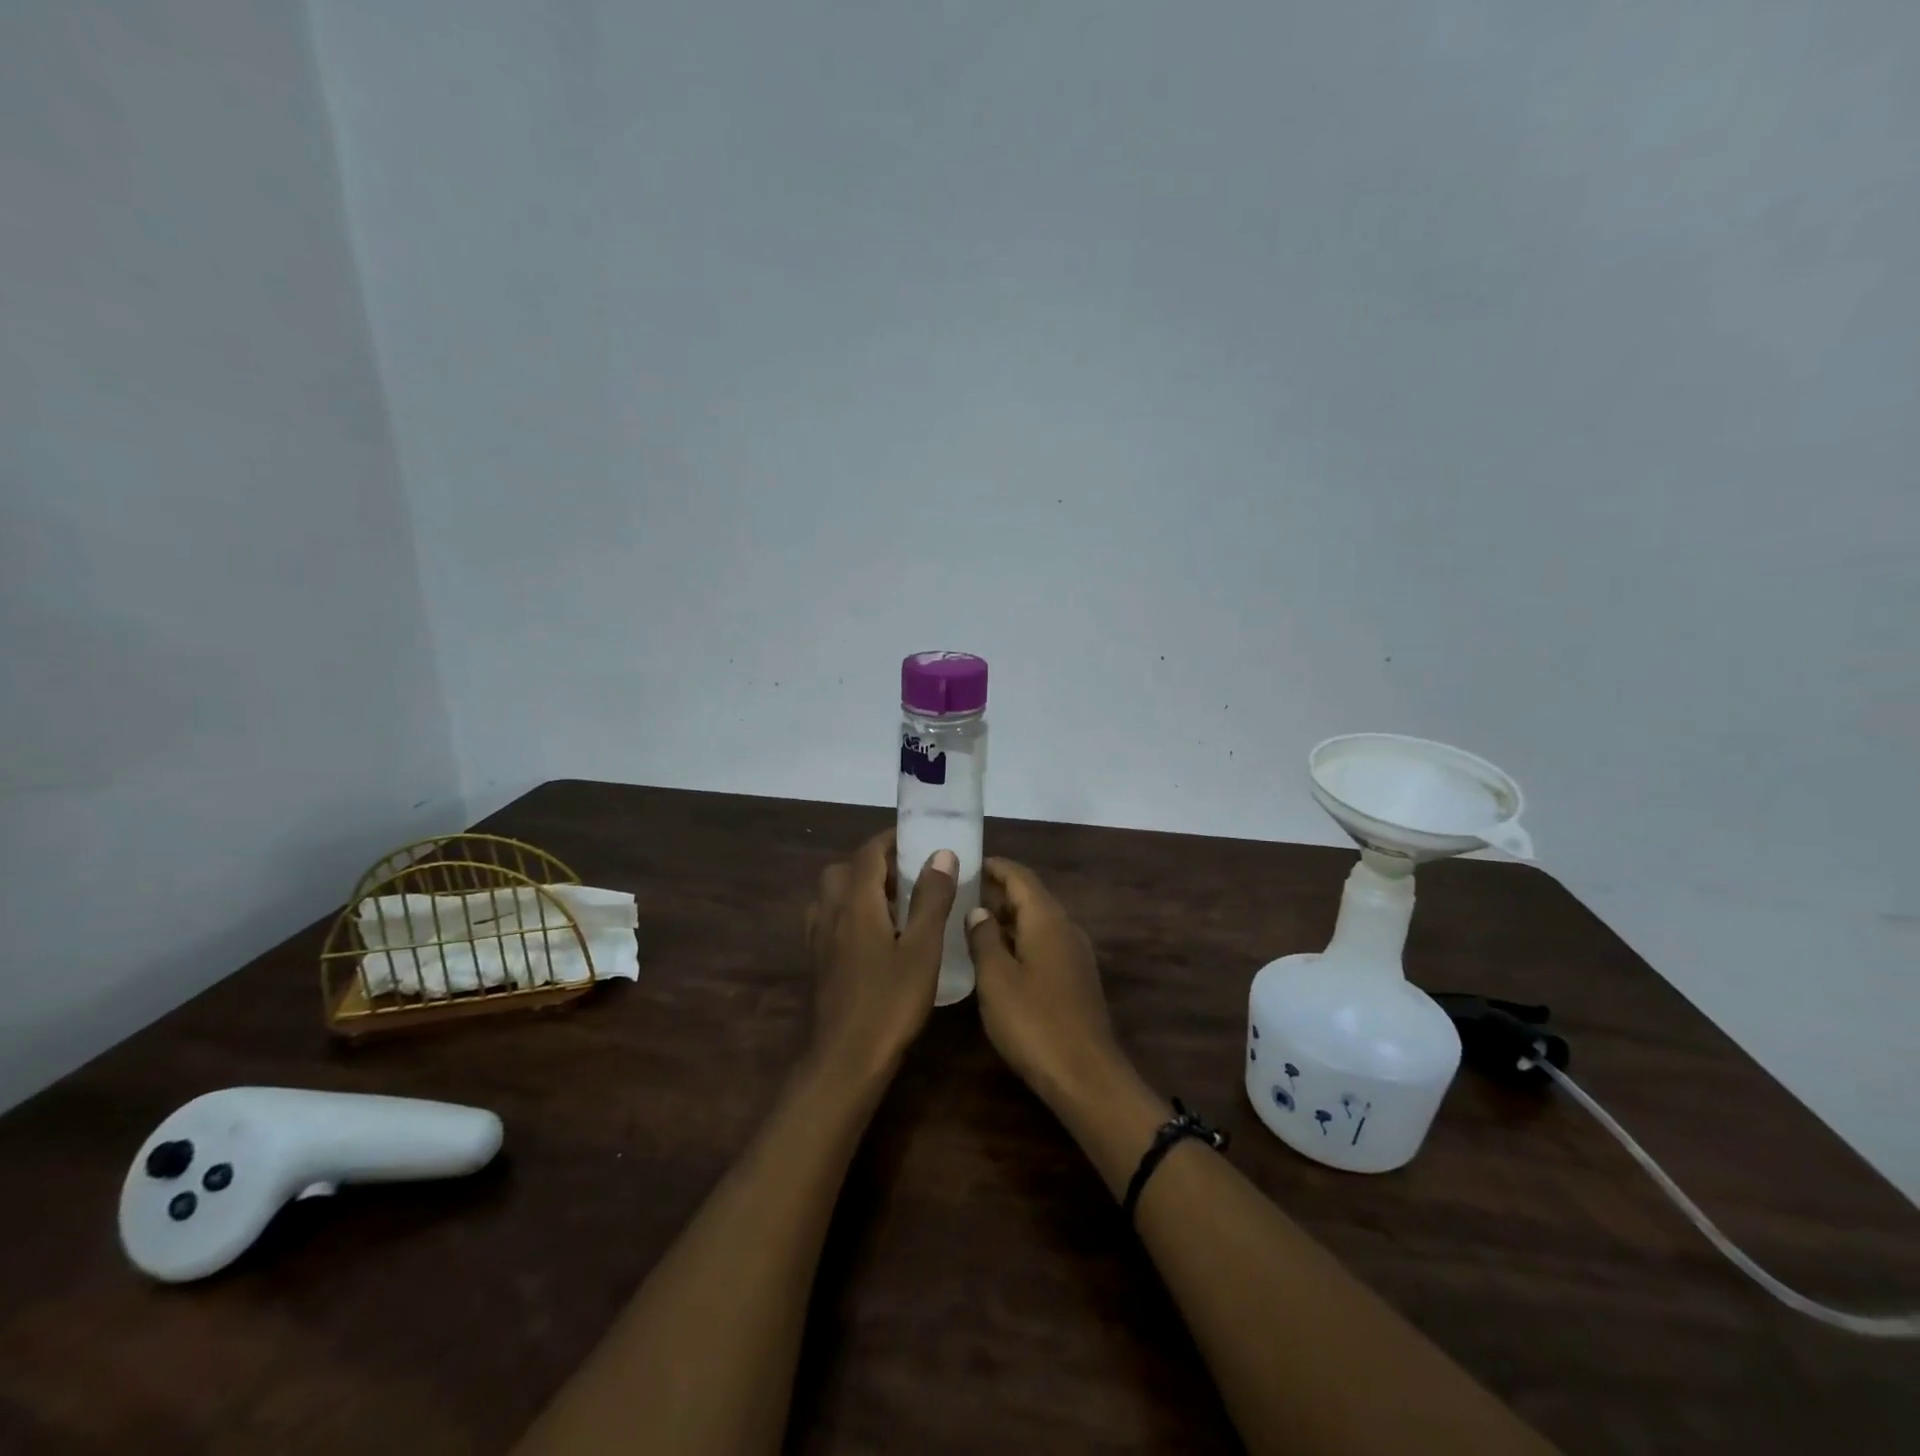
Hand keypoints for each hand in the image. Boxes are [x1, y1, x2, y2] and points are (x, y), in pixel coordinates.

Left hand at [804, 829, 957, 1079]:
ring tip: (893, 902)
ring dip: (858, 886)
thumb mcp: (922, 949)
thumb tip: (941, 854)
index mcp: (856, 902)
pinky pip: (829, 918)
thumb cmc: (890, 1002)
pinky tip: (873, 935)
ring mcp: (819, 938)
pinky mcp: (818, 961)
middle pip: (844, 869)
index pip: (869, 852)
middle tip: (908, 874)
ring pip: (833, 894)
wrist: (845, 1059)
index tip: (918, 838)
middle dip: (874, 862)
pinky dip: (849, 912)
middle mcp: (831, 911)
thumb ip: (931, 898)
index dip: (892, 840)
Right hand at [964, 858, 1129, 1113]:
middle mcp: (1066, 928)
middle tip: (964, 894)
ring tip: (975, 924)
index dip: (996, 867)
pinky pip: (1046, 944)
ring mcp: (1076, 955)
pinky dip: (1021, 940)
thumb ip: (983, 939)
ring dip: (1009, 918)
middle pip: (1032, 897)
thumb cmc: (1034, 1022)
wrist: (1086, 1075)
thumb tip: (979, 911)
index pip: (1021, 877)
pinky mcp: (1077, 979)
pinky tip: (1000, 959)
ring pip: (1039, 923)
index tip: (971, 862)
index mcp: (1047, 920)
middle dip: (1000, 892)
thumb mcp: (995, 979)